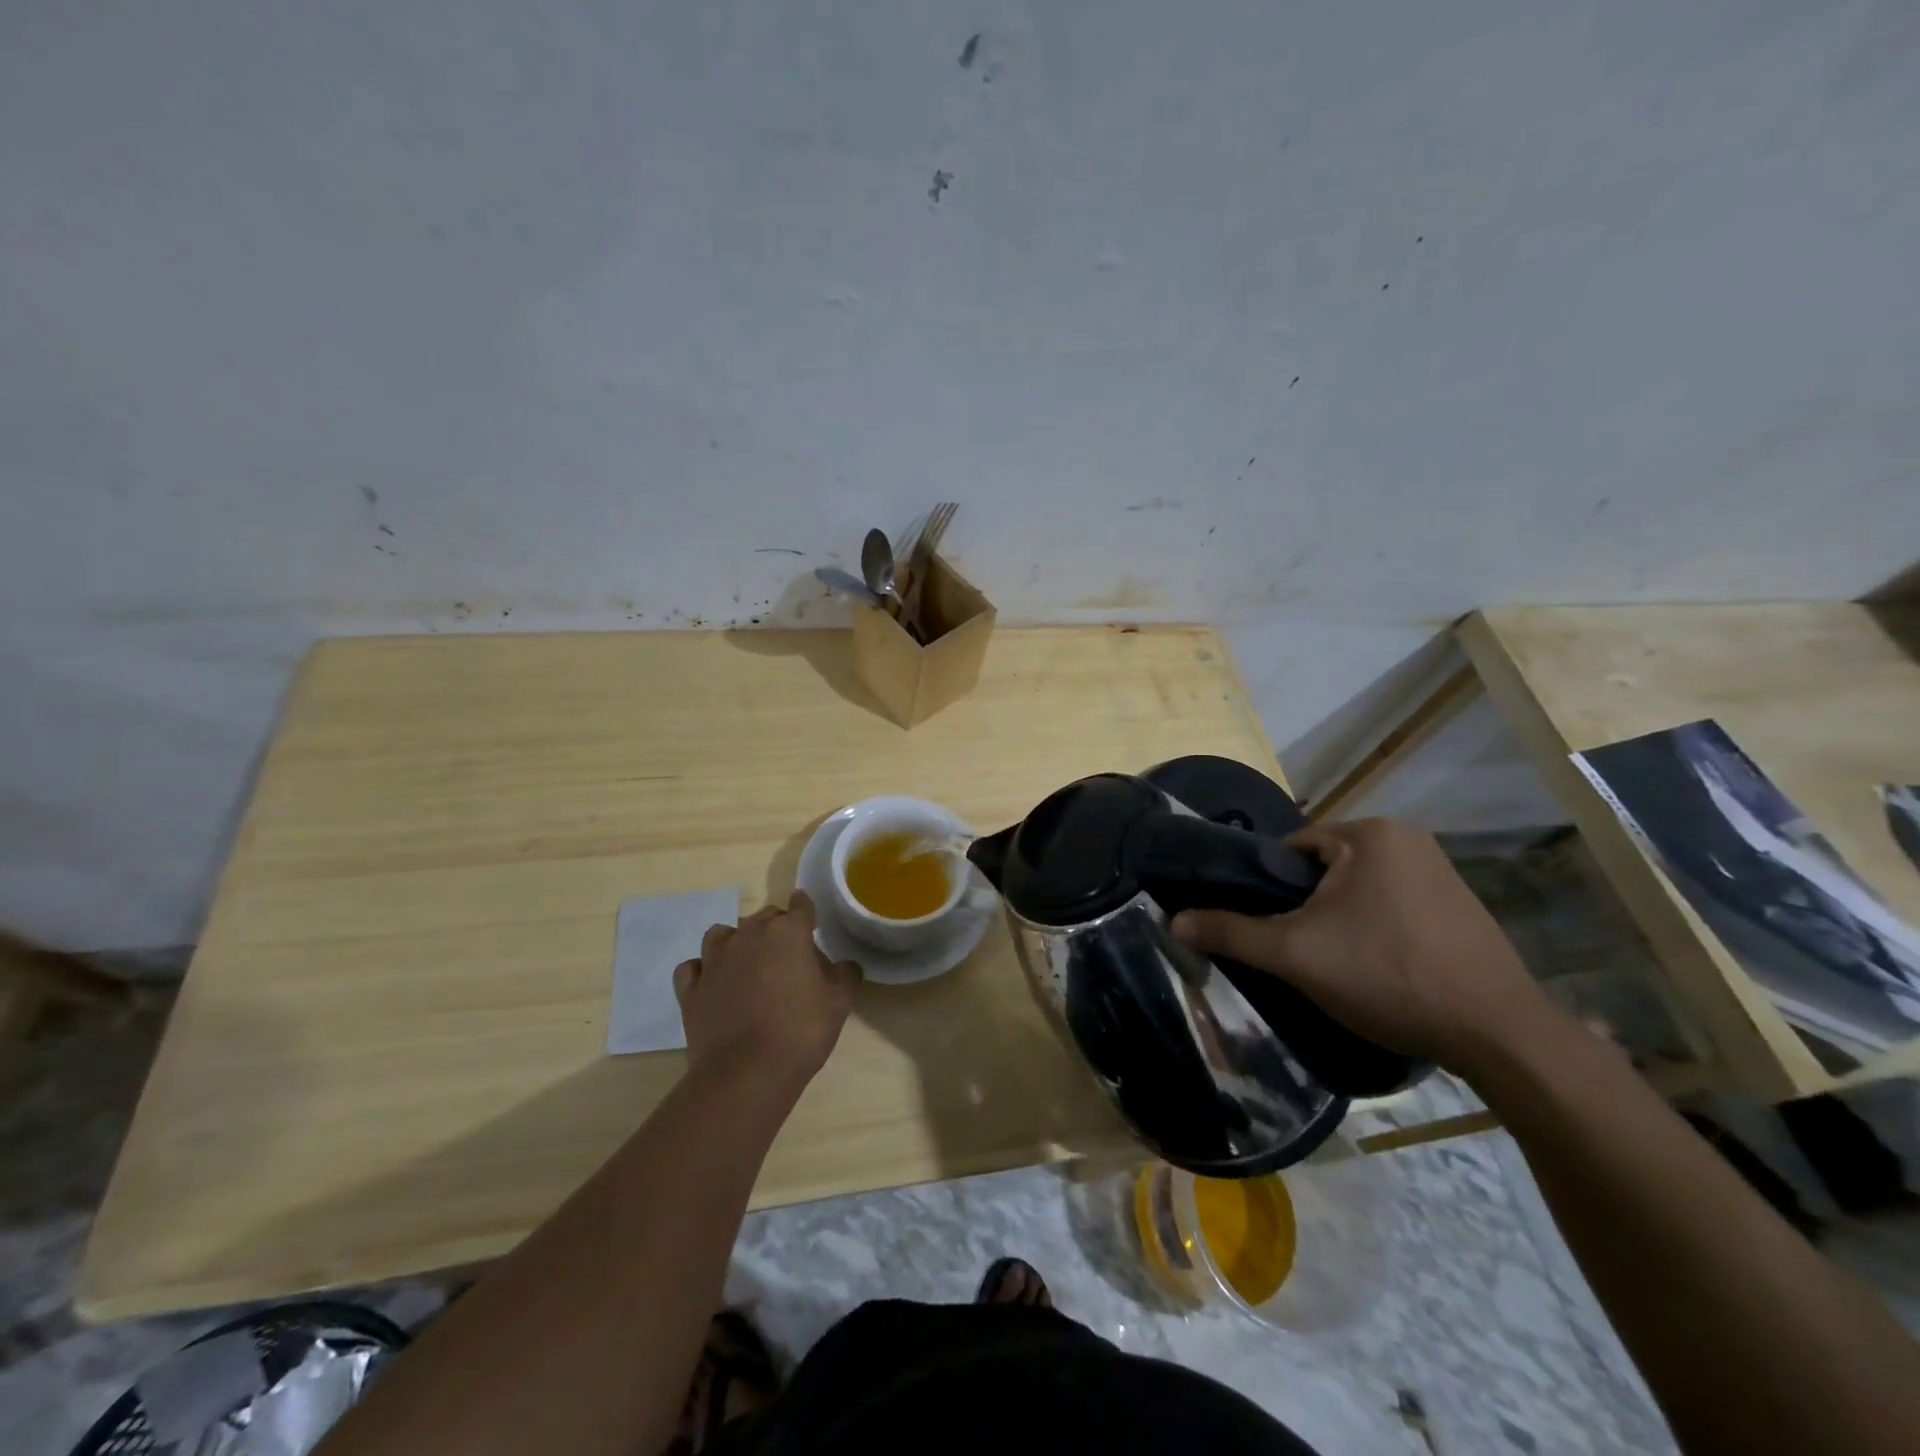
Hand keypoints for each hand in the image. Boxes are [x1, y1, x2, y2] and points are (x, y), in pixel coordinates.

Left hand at [673, 891, 858, 1090]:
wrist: (746, 1074)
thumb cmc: (800, 1032)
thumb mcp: (839, 1003)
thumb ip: (845, 975)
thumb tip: (845, 965)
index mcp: (787, 933)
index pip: (801, 906)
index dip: (807, 910)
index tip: (811, 920)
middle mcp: (749, 935)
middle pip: (765, 917)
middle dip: (777, 928)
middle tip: (788, 955)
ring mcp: (714, 960)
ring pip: (723, 933)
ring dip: (737, 941)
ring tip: (747, 963)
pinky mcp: (691, 988)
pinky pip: (694, 967)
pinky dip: (703, 970)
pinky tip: (713, 983)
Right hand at [1171, 818, 1555, 1072]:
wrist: (1499, 1035)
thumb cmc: (1388, 975)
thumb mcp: (1296, 954)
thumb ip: (1232, 933)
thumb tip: (1173, 922)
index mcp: (1370, 833)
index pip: (1292, 849)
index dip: (1271, 889)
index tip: (1269, 928)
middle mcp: (1409, 839)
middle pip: (1325, 870)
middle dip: (1307, 908)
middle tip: (1300, 952)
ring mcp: (1442, 872)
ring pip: (1358, 891)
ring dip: (1340, 921)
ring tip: (1337, 966)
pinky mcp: (1462, 907)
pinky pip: (1394, 906)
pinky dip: (1376, 931)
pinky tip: (1379, 970)